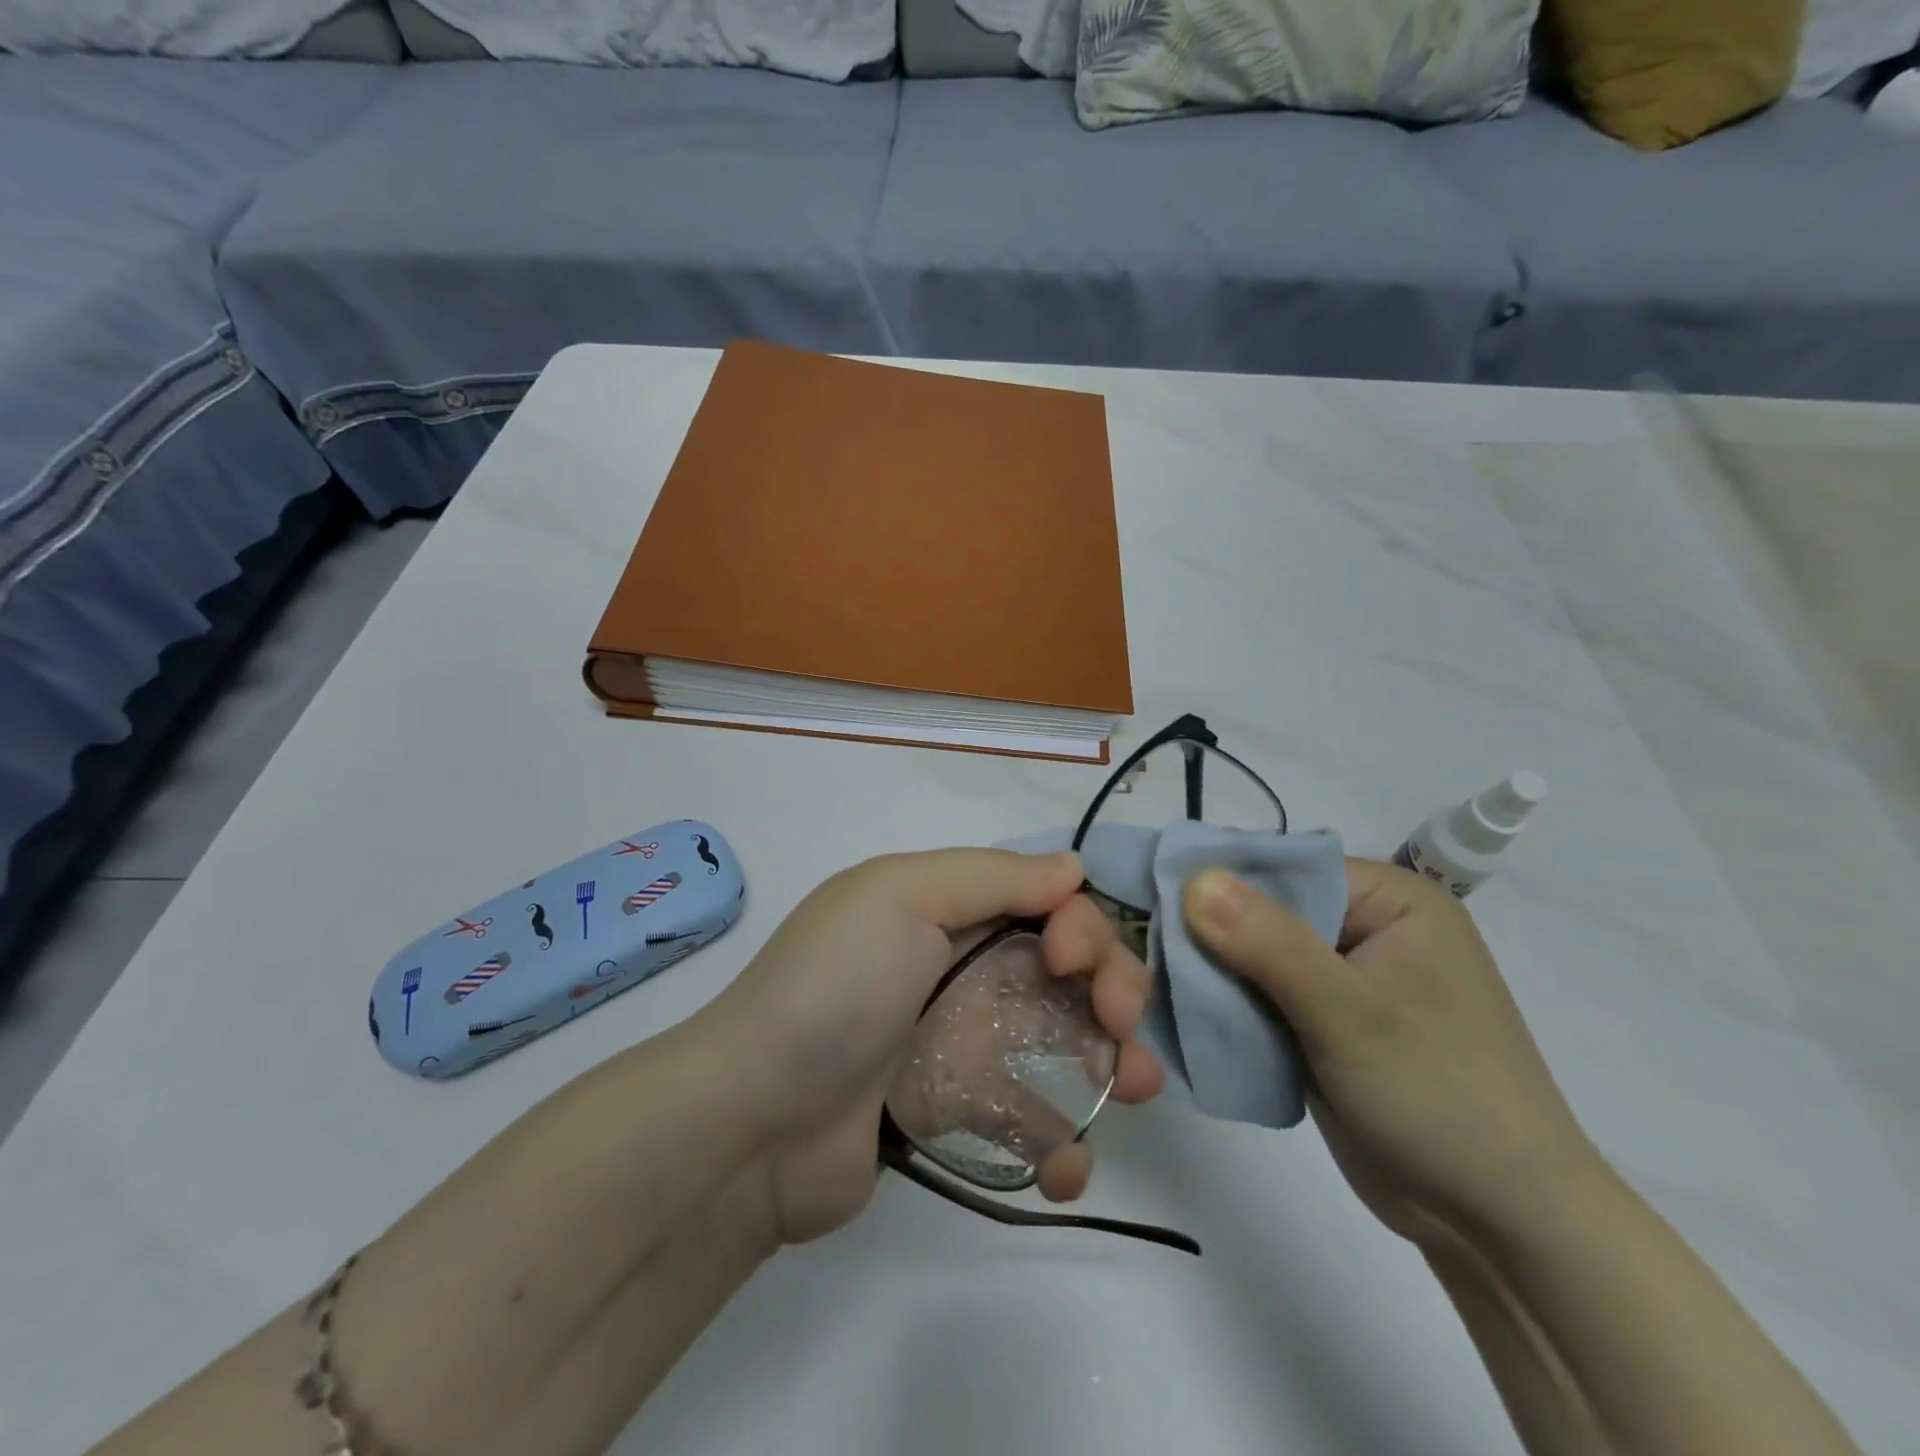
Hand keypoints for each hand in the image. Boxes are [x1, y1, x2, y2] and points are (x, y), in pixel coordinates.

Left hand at [708, 850, 1163, 1245]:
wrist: (752, 1124)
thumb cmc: (834, 990)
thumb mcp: (901, 898)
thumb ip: (991, 877)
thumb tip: (1073, 867)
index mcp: (946, 909)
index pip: (1045, 902)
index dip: (1078, 924)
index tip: (1069, 962)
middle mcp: (960, 967)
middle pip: (1066, 969)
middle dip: (1112, 988)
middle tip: (1120, 1028)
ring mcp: (961, 1044)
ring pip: (1063, 1041)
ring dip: (1112, 1062)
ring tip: (1131, 1090)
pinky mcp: (956, 1115)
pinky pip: (1028, 1119)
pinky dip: (1061, 1142)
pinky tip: (1065, 1167)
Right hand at [1184, 859, 1600, 1253]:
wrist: (1499, 1225)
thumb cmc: (1440, 1096)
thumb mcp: (1351, 1013)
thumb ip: (1270, 944)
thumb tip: (1194, 878)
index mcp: (1390, 901)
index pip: (1285, 867)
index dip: (1220, 878)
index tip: (1151, 895)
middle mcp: (1365, 929)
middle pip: (1264, 911)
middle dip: (1209, 932)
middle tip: (1142, 947)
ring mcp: (1343, 980)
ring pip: (1254, 957)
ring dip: (1212, 973)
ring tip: (1151, 983)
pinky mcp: (1323, 1025)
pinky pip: (1261, 998)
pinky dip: (1227, 1007)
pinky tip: (1185, 1015)